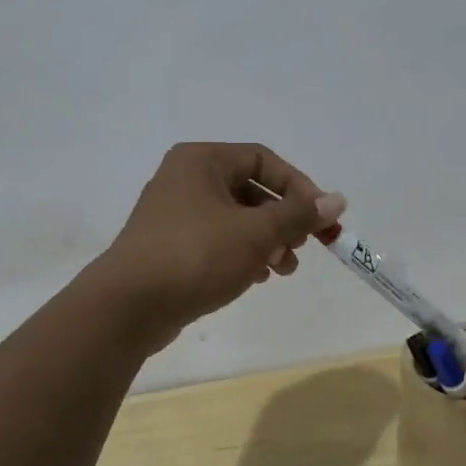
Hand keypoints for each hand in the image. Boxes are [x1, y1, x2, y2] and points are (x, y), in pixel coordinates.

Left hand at [97, 143, 345, 347]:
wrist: (129, 306)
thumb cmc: (196, 255)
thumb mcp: (256, 232)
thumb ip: (298, 214)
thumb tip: (337, 199)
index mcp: (202, 160)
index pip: (263, 160)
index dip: (299, 187)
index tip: (322, 219)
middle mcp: (185, 179)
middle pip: (250, 190)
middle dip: (283, 220)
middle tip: (302, 247)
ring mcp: (173, 214)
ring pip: (235, 218)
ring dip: (266, 241)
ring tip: (283, 270)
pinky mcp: (169, 246)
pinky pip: (216, 240)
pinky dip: (241, 254)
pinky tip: (256, 278)